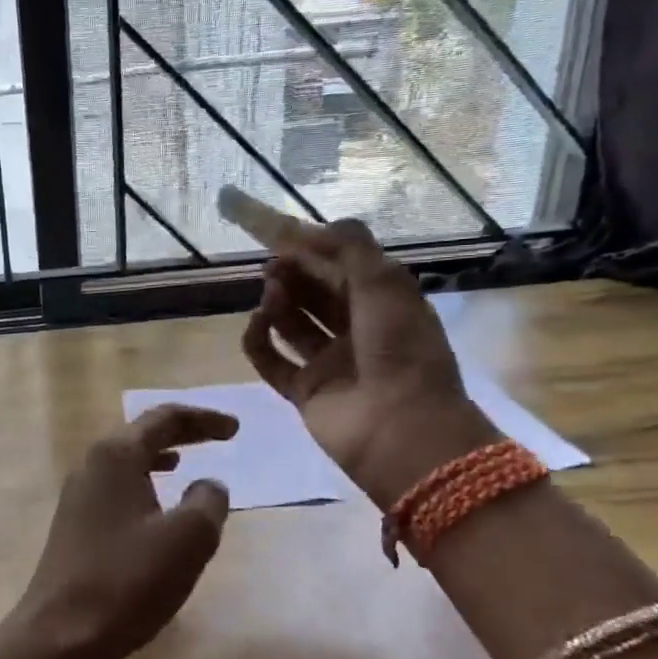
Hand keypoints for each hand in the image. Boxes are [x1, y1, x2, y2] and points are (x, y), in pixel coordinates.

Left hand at [0, 405, 236, 658]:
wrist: (60, 635)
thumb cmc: (128, 580)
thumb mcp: (187, 538)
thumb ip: (208, 501)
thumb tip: (208, 485)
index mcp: (116, 455)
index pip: (164, 418)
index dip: (204, 419)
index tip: (235, 428)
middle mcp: (91, 465)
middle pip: (141, 434)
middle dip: (182, 433)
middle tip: (218, 437)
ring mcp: (77, 496)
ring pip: (126, 462)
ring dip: (159, 458)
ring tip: (185, 464)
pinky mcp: (74, 525)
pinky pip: (116, 489)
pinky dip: (143, 485)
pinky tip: (156, 509)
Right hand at [242, 219, 497, 507]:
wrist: (401, 430)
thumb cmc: (400, 349)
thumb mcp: (385, 284)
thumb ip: (350, 248)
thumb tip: (312, 228)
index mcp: (383, 303)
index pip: (342, 267)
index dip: (312, 248)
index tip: (278, 232)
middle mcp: (356, 330)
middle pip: (315, 293)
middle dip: (293, 273)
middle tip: (271, 263)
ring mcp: (329, 363)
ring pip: (293, 324)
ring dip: (278, 302)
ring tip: (270, 292)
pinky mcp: (304, 391)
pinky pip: (273, 361)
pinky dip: (260, 341)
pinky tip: (256, 323)